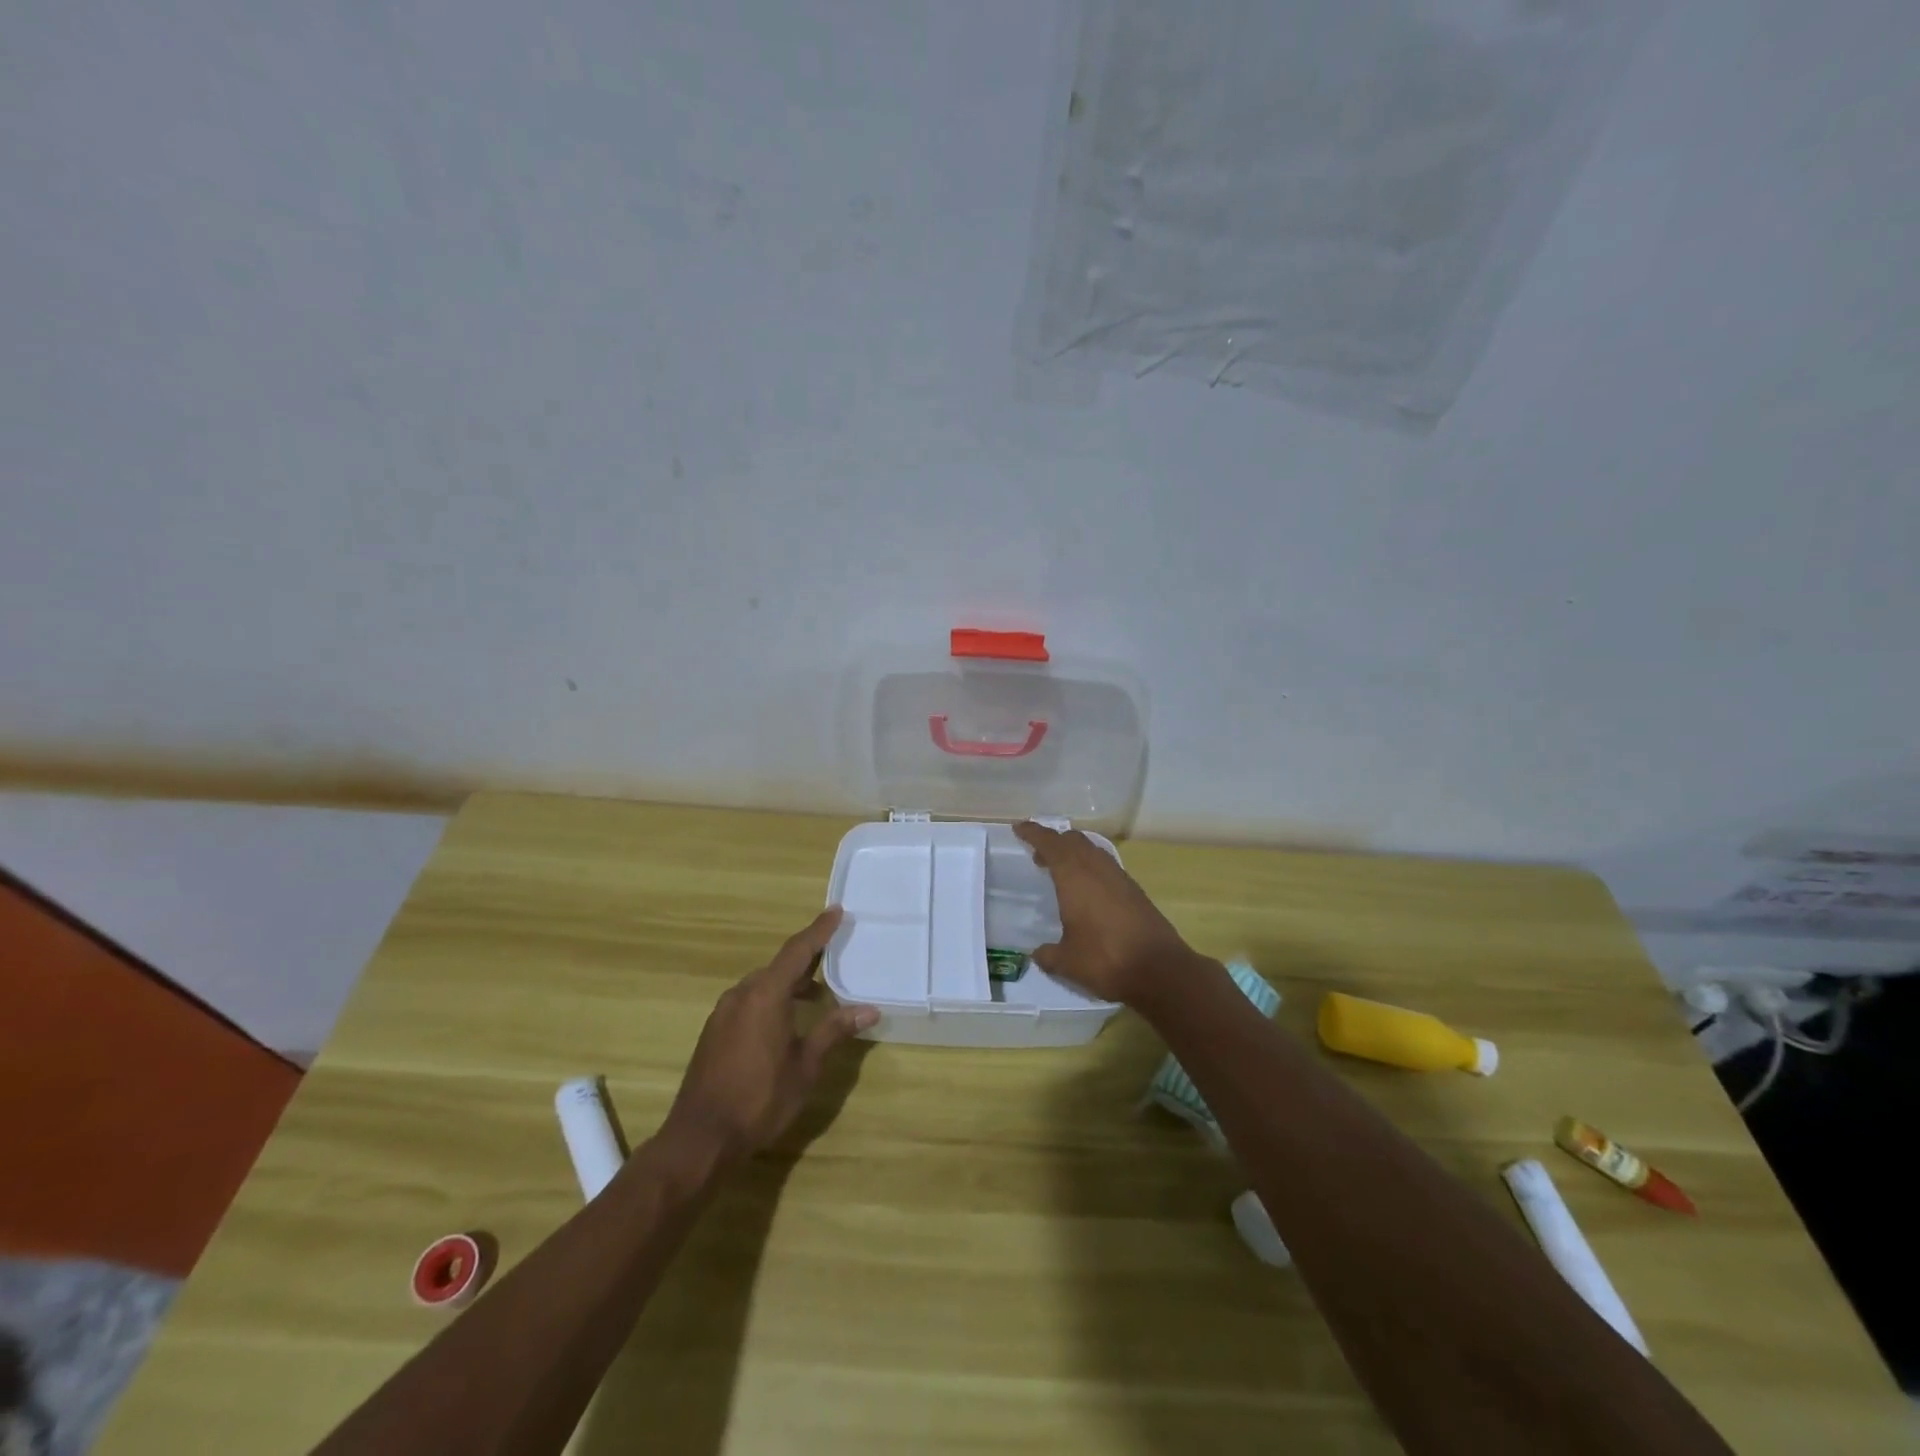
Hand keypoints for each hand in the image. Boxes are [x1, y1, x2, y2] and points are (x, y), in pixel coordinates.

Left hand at [661, 908, 876, 1164]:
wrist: (700, 1138)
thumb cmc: (760, 1099)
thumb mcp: (806, 1066)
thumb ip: (834, 1031)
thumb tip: (869, 1009)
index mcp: (766, 994)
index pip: (798, 950)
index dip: (819, 930)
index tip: (836, 911)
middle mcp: (742, 994)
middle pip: (779, 966)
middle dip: (807, 959)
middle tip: (834, 955)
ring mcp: (723, 1013)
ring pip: (762, 985)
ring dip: (789, 984)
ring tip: (816, 995)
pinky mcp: (714, 1032)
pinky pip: (749, 1001)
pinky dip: (771, 1000)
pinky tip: (785, 1022)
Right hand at [1013, 821, 1196, 1006]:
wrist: (1160, 970)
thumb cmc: (1105, 959)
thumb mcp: (1067, 962)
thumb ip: (1048, 955)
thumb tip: (1038, 954)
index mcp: (1074, 876)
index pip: (1050, 843)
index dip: (1034, 833)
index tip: (1020, 828)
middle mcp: (1097, 868)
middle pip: (1073, 841)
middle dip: (1055, 842)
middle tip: (1039, 856)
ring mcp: (1120, 877)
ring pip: (1093, 851)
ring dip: (1075, 854)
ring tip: (1062, 873)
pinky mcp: (1135, 891)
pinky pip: (1106, 867)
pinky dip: (1091, 868)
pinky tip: (1088, 891)